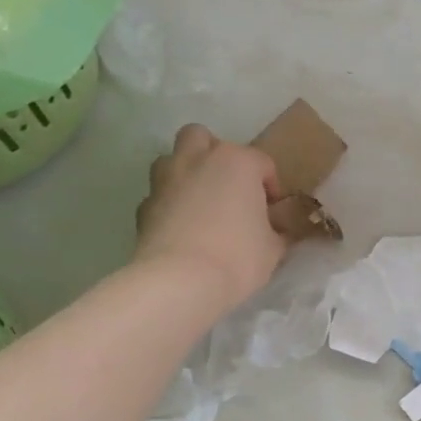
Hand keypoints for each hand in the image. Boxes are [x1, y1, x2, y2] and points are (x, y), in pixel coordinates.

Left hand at [133, 124, 285, 313]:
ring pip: (173, 158)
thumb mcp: (274, 247)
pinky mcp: (143, 206)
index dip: (271, 187)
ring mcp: (166, 181)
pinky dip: (169, 203)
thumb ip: (277, 230)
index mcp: (238, 162)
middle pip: (203, 138)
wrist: (179, 282)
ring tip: (200, 201)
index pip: (262, 163)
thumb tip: (277, 229)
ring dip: (186, 172)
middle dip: (216, 155)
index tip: (273, 213)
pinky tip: (181, 227)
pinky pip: (159, 194)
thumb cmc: (238, 257)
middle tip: (229, 186)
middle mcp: (199, 160)